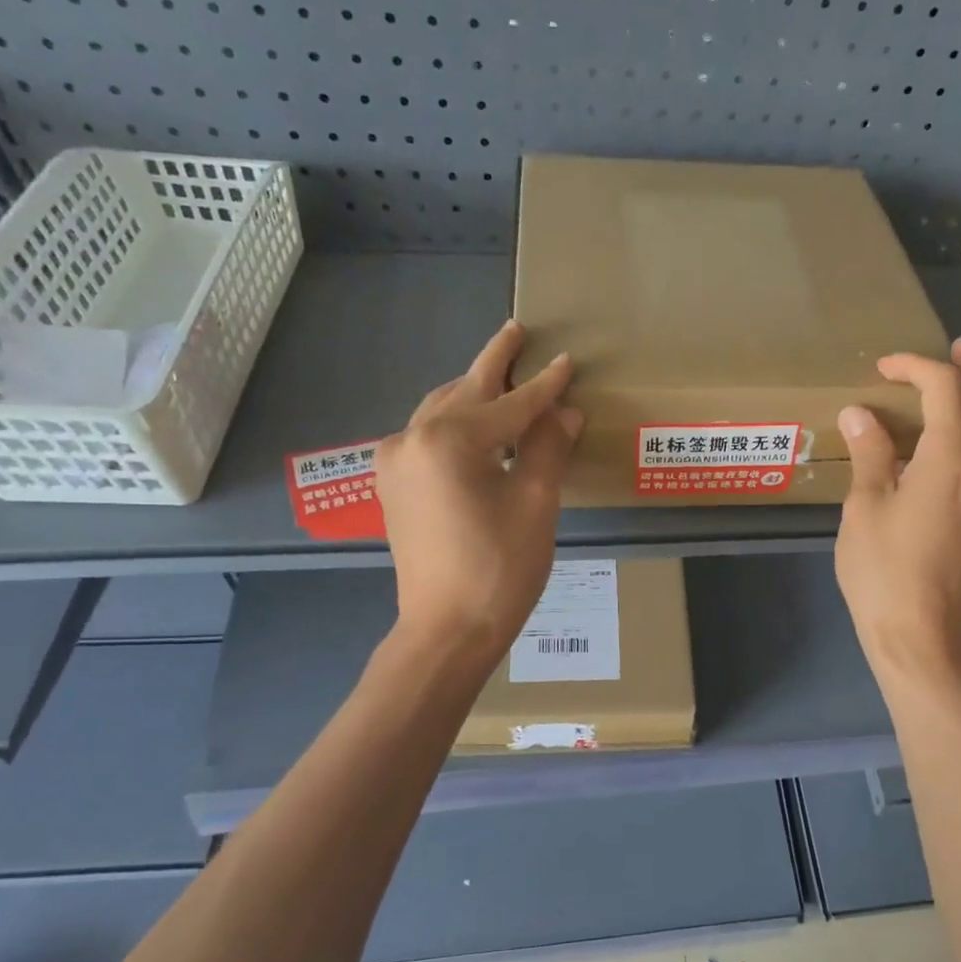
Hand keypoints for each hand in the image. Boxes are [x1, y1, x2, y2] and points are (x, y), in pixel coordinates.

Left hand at [375, 321, 581, 661]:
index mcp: (449, 439)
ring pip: (441, 411)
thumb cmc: (499, 569)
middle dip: (494, 363)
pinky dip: (456, 422)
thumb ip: (547, 448)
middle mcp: (412, 438)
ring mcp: (396, 462)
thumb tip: (565, 411)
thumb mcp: (535, 504)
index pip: (509, 403)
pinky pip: (428, 436)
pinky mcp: (394, 485)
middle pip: (464, 391)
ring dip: (473, 392)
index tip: (566, 361)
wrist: (446, 630)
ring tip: (501, 373)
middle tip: (516, 331)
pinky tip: (475, 424)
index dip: (544, 384)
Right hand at [834, 339, 960, 679]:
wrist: (919, 630)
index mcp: (951, 459)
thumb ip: (869, 454)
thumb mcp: (865, 506)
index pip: (946, 389)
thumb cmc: (884, 569)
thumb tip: (861, 414)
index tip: (882, 368)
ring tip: (950, 385)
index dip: (915, 367)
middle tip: (955, 349)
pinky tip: (938, 439)